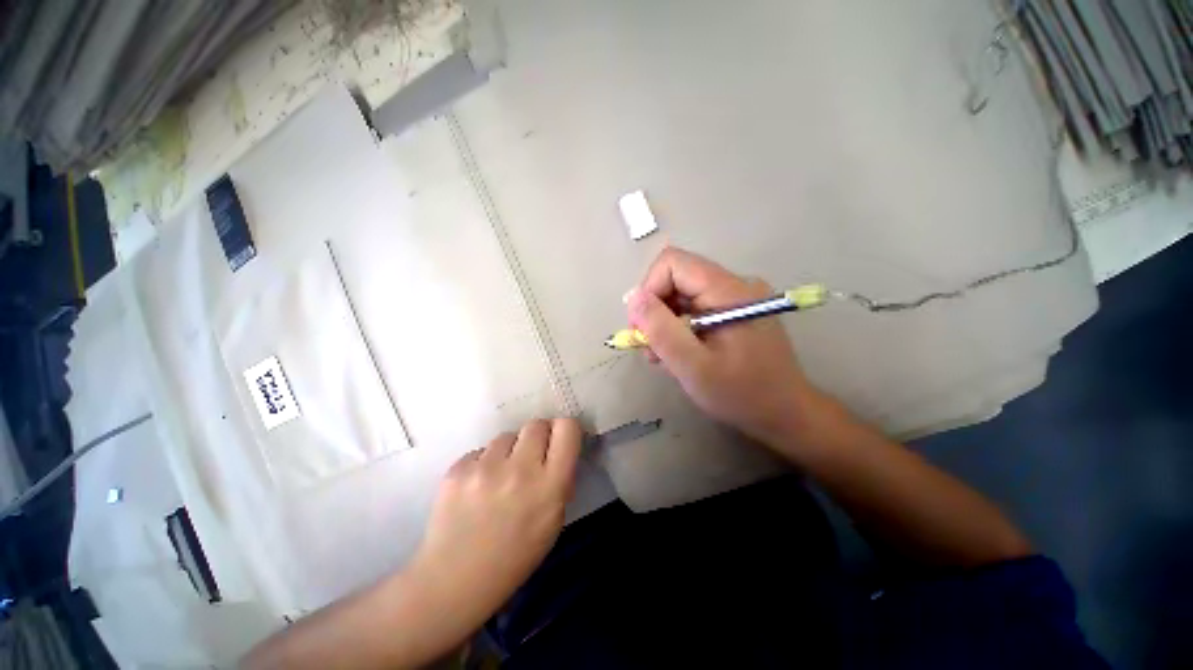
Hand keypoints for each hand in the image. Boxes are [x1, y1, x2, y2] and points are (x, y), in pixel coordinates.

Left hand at [409, 418, 580, 626]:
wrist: (454, 581)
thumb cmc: (514, 557)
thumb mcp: (554, 522)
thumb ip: (560, 480)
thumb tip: (558, 451)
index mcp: (550, 485)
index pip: (567, 428)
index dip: (565, 430)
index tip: (559, 440)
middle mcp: (520, 469)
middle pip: (536, 424)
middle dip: (538, 437)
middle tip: (530, 457)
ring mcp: (485, 468)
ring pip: (507, 435)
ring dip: (509, 450)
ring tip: (499, 477)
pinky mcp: (458, 469)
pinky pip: (481, 451)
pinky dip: (484, 463)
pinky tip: (477, 488)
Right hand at [627, 248, 822, 444]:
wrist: (786, 415)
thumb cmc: (741, 394)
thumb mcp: (693, 366)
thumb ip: (661, 329)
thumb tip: (633, 296)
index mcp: (728, 290)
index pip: (673, 263)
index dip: (649, 289)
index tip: (642, 326)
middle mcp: (734, 285)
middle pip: (676, 279)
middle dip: (655, 311)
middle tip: (649, 347)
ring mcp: (735, 298)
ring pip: (682, 296)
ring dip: (665, 323)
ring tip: (663, 357)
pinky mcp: (734, 312)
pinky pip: (695, 309)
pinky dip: (679, 329)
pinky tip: (679, 354)